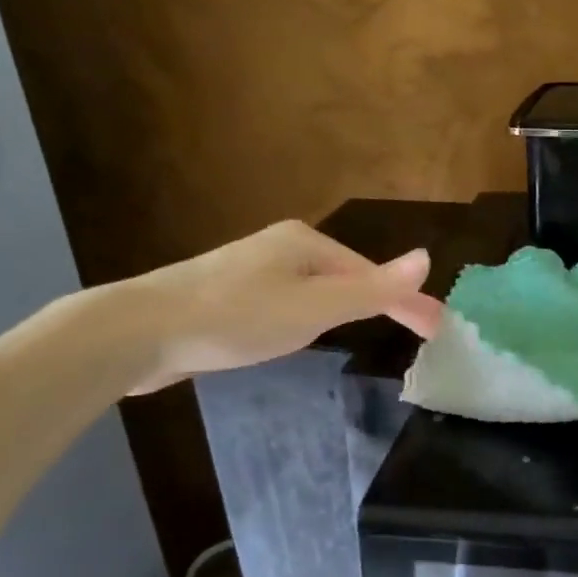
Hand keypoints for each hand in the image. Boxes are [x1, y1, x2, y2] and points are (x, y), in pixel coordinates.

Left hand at [119, 219, 444, 394]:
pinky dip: (313, 315)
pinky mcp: (228, 294)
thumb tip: (426, 257)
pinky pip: (290, 301)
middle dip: (383, 300)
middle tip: (415, 332)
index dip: (409, 302)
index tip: (439, 329)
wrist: (138, 332)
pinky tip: (304, 331)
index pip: (373, 275)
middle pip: (348, 276)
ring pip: (317, 289)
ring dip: (349, 306)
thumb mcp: (315, 308)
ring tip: (371, 329)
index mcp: (306, 244)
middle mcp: (281, 248)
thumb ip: (372, 289)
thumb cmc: (236, 317)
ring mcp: (252, 269)